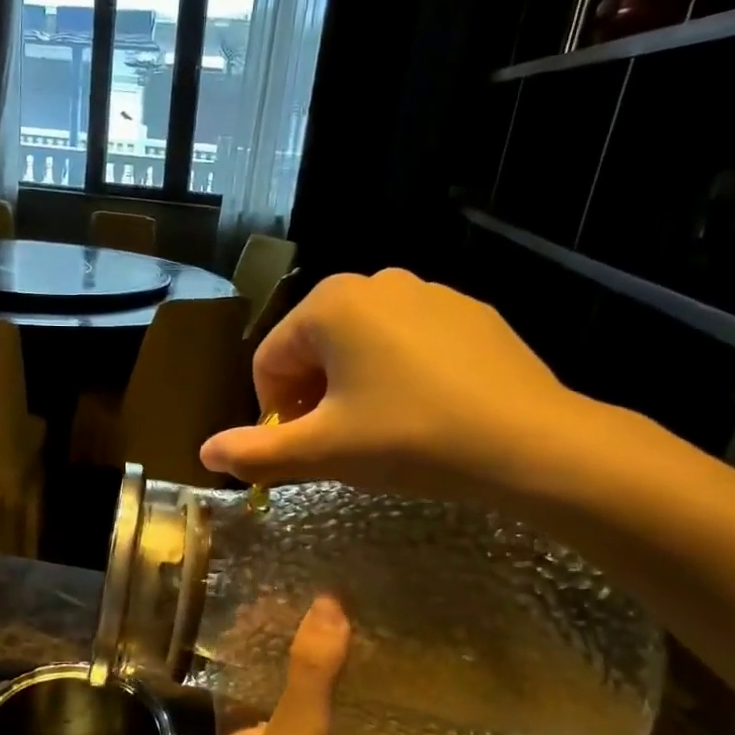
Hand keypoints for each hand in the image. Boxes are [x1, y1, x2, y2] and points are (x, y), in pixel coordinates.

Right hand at [200, 269, 599, 507]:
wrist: (530, 443)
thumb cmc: (409, 438)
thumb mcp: (322, 451)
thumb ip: (255, 453)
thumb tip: (204, 452)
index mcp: (330, 304)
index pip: (269, 360)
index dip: (271, 412)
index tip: (297, 451)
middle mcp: (375, 281)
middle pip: (313, 348)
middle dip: (311, 398)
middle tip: (336, 445)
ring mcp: (429, 292)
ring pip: (361, 345)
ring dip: (351, 387)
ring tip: (379, 433)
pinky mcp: (469, 313)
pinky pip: (408, 343)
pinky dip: (398, 375)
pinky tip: (423, 414)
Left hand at [204, 597, 396, 734]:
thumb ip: (312, 674)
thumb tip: (329, 601)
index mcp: (240, 728)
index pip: (252, 667)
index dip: (272, 635)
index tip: (307, 599)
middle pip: (294, 703)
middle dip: (323, 674)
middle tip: (363, 630)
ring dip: (354, 720)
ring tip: (390, 674)